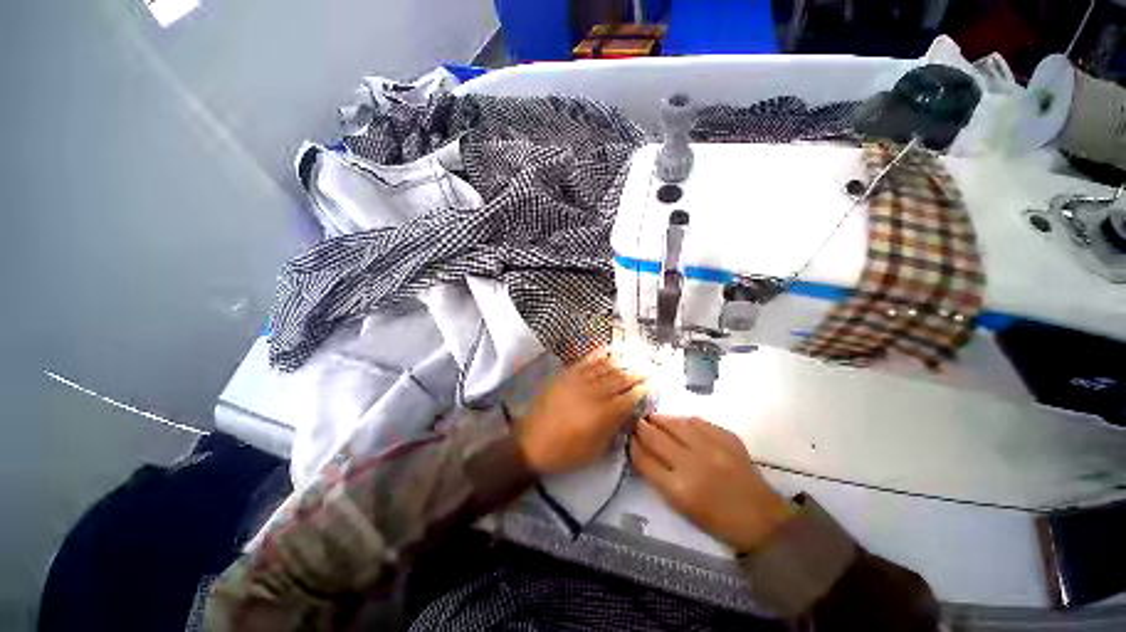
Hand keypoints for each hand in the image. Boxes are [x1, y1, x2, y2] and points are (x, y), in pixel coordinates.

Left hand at [516, 349, 648, 474]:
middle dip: (638, 372)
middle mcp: (593, 394)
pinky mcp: (567, 374)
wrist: (531, 442)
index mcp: (602, 415)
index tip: (653, 382)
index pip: (629, 398)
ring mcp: (579, 381)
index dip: (643, 389)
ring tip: (637, 354)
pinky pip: (587, 360)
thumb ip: (614, 429)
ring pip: (607, 366)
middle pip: (621, 378)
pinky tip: (611, 348)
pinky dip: (601, 353)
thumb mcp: (594, 450)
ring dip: (624, 360)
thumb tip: (629, 412)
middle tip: (650, 366)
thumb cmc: (565, 452)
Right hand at [631, 414, 794, 553]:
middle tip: (636, 422)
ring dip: (660, 418)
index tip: (629, 437)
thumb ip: (659, 477)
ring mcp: (712, 448)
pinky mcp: (727, 438)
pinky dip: (684, 420)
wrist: (762, 519)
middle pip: (656, 437)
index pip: (644, 459)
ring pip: (675, 423)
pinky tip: (679, 422)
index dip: (633, 445)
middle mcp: (693, 464)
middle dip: (642, 427)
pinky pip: (698, 421)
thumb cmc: (717, 520)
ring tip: (654, 417)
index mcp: (679, 489)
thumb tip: (642, 450)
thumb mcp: (681, 507)